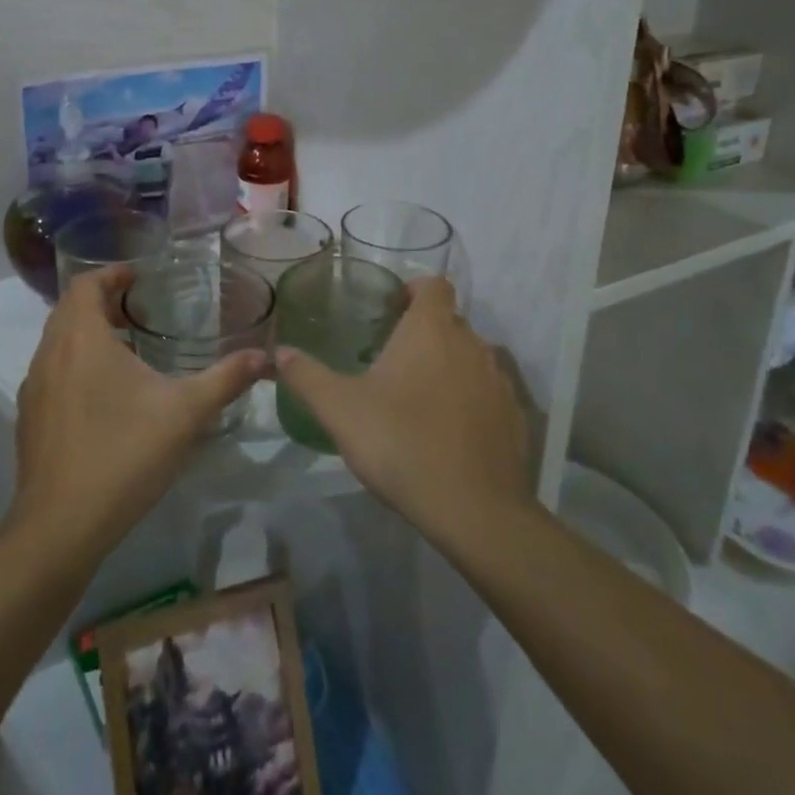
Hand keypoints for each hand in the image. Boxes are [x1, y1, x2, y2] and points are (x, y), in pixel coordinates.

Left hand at [10, 268, 264, 565]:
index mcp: (82, 339)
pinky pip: (52, 372)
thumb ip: (226, 379)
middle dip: (102, 302)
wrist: (60, 527)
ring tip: (127, 349)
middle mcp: (50, 354)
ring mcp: (35, 388)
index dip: (111, 274)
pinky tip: (104, 396)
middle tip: (138, 309)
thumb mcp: (186, 413)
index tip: (139, 278)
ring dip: (87, 334)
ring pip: (57, 342)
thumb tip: (264, 356)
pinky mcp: (29, 419)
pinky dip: (75, 364)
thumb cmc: (124, 455)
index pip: (85, 284)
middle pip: (69, 309)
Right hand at [274, 277, 532, 546]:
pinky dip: (470, 401)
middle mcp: (472, 343)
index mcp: (431, 329)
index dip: (414, 290)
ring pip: (471, 358)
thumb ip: (307, 376)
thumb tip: (280, 352)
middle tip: (392, 361)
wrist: (473, 509)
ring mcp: (499, 380)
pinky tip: (448, 433)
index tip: (392, 311)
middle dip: (424, 333)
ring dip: (448, 367)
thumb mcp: (340, 409)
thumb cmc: (400, 442)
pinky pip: (488, 394)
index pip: (433, 284)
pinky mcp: (515, 416)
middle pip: (450, 322)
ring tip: (418, 398)